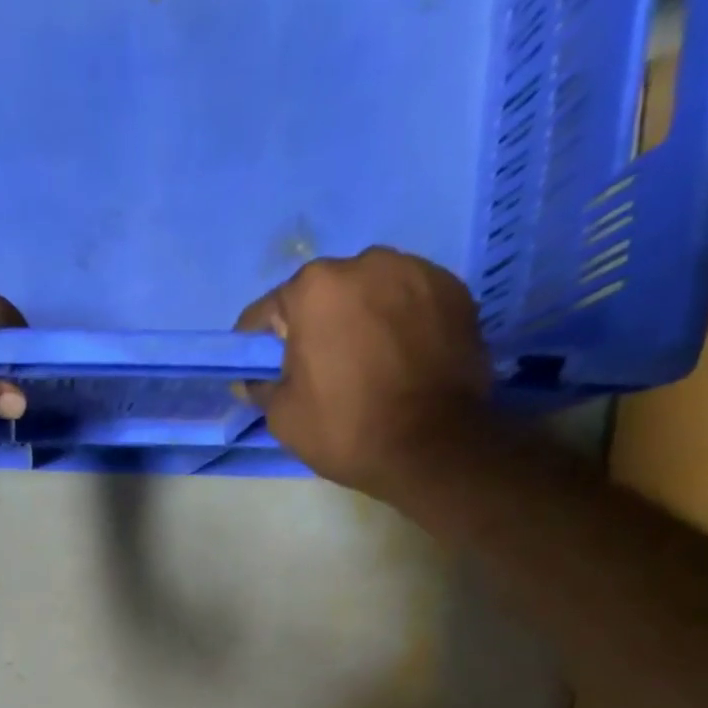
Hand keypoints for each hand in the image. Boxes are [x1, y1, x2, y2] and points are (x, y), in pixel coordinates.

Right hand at [235, 249, 490, 496]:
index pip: (267, 312)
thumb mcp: (282, 417)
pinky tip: (401, 359)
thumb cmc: (345, 428)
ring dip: (360, 320)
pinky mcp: (454, 289)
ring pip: (369, 293)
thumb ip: (261, 387)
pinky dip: (399, 323)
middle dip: (315, 326)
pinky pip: (409, 302)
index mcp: (314, 289)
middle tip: (320, 371)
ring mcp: (416, 271)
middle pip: (323, 295)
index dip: (259, 347)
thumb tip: (253, 379)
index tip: (263, 371)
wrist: (432, 444)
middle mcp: (365, 263)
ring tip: (366, 364)